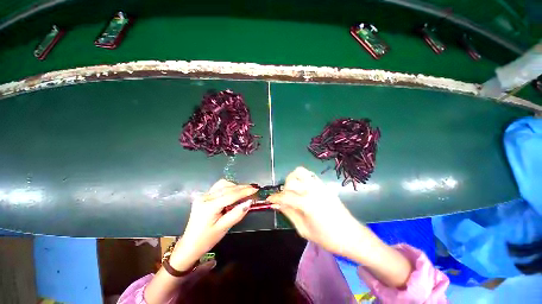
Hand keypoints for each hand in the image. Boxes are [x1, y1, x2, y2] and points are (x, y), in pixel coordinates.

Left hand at [170, 180, 257, 269]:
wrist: (189, 245)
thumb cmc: (207, 239)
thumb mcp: (223, 228)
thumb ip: (237, 214)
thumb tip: (249, 202)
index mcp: (209, 206)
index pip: (231, 195)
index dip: (245, 191)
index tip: (256, 189)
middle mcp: (205, 197)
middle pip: (227, 188)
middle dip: (242, 188)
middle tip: (253, 189)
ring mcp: (203, 195)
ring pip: (223, 185)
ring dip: (235, 186)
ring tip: (244, 191)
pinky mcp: (203, 196)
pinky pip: (218, 187)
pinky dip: (228, 187)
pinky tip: (233, 192)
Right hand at [268, 167, 362, 256]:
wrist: (351, 235)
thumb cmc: (327, 238)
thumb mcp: (303, 229)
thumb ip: (289, 213)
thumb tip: (276, 204)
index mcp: (307, 203)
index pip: (285, 196)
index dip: (274, 197)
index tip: (269, 199)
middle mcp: (312, 190)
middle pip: (291, 180)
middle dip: (284, 188)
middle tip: (284, 198)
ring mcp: (319, 185)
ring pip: (300, 172)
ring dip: (292, 179)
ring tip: (292, 190)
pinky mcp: (324, 185)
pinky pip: (309, 175)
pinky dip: (301, 178)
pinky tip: (302, 188)